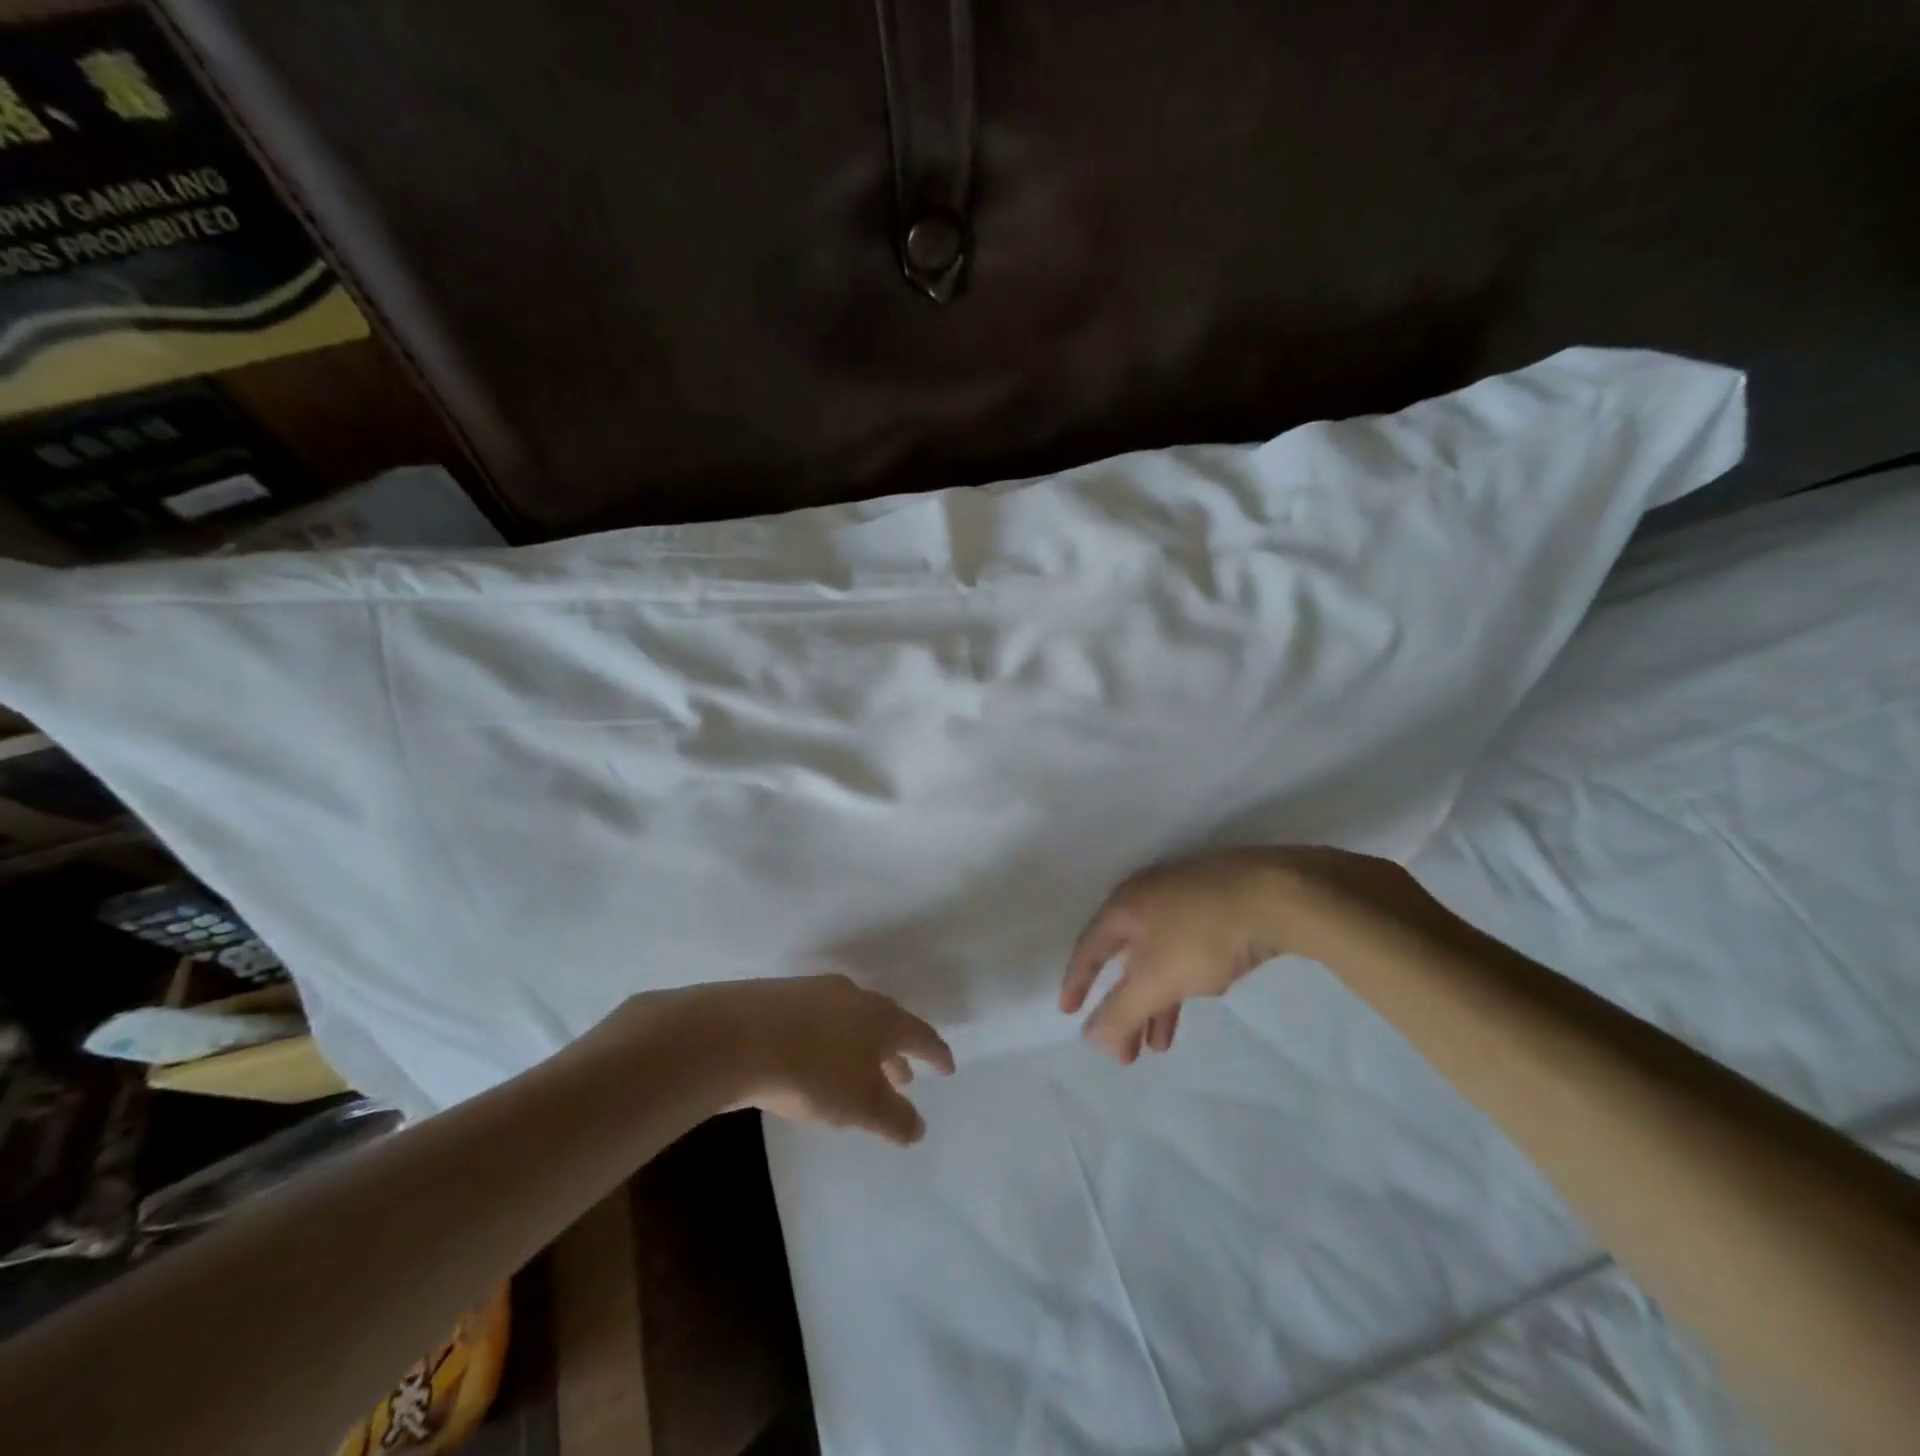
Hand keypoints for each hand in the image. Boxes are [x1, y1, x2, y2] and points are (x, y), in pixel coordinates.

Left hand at [615, 975, 955, 1144]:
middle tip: (904, 1079)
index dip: (936, 1053)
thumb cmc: (812, 1071)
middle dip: (896, 1054)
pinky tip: (815, 1062)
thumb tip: (918, 1128)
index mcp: (880, 1016)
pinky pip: (819, 1023)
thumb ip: (894, 1118)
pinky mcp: (779, 1000)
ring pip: (850, 1022)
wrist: (735, 1036)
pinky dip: (830, 1043)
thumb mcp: (861, 1105)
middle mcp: (853, 997)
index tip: (947, 1068)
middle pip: (884, 1024)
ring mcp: (814, 994)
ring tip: (858, 1074)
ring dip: (861, 1049)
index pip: (920, 1034)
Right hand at [1061, 846, 1433, 1061]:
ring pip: (1160, 956)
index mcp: (1126, 905)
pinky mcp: (1222, 904)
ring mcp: (1188, 898)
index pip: (1089, 946)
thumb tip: (1089, 1038)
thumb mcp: (1156, 979)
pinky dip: (1183, 979)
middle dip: (1123, 1007)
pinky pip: (1188, 949)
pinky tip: (1198, 994)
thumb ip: (1121, 1010)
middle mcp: (1150, 896)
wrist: (1282, 894)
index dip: (1077, 981)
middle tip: (1126, 1054)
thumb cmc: (1204, 934)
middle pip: (1125, 957)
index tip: (1069, 1013)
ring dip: (1156, 1001)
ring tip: (1161, 1045)